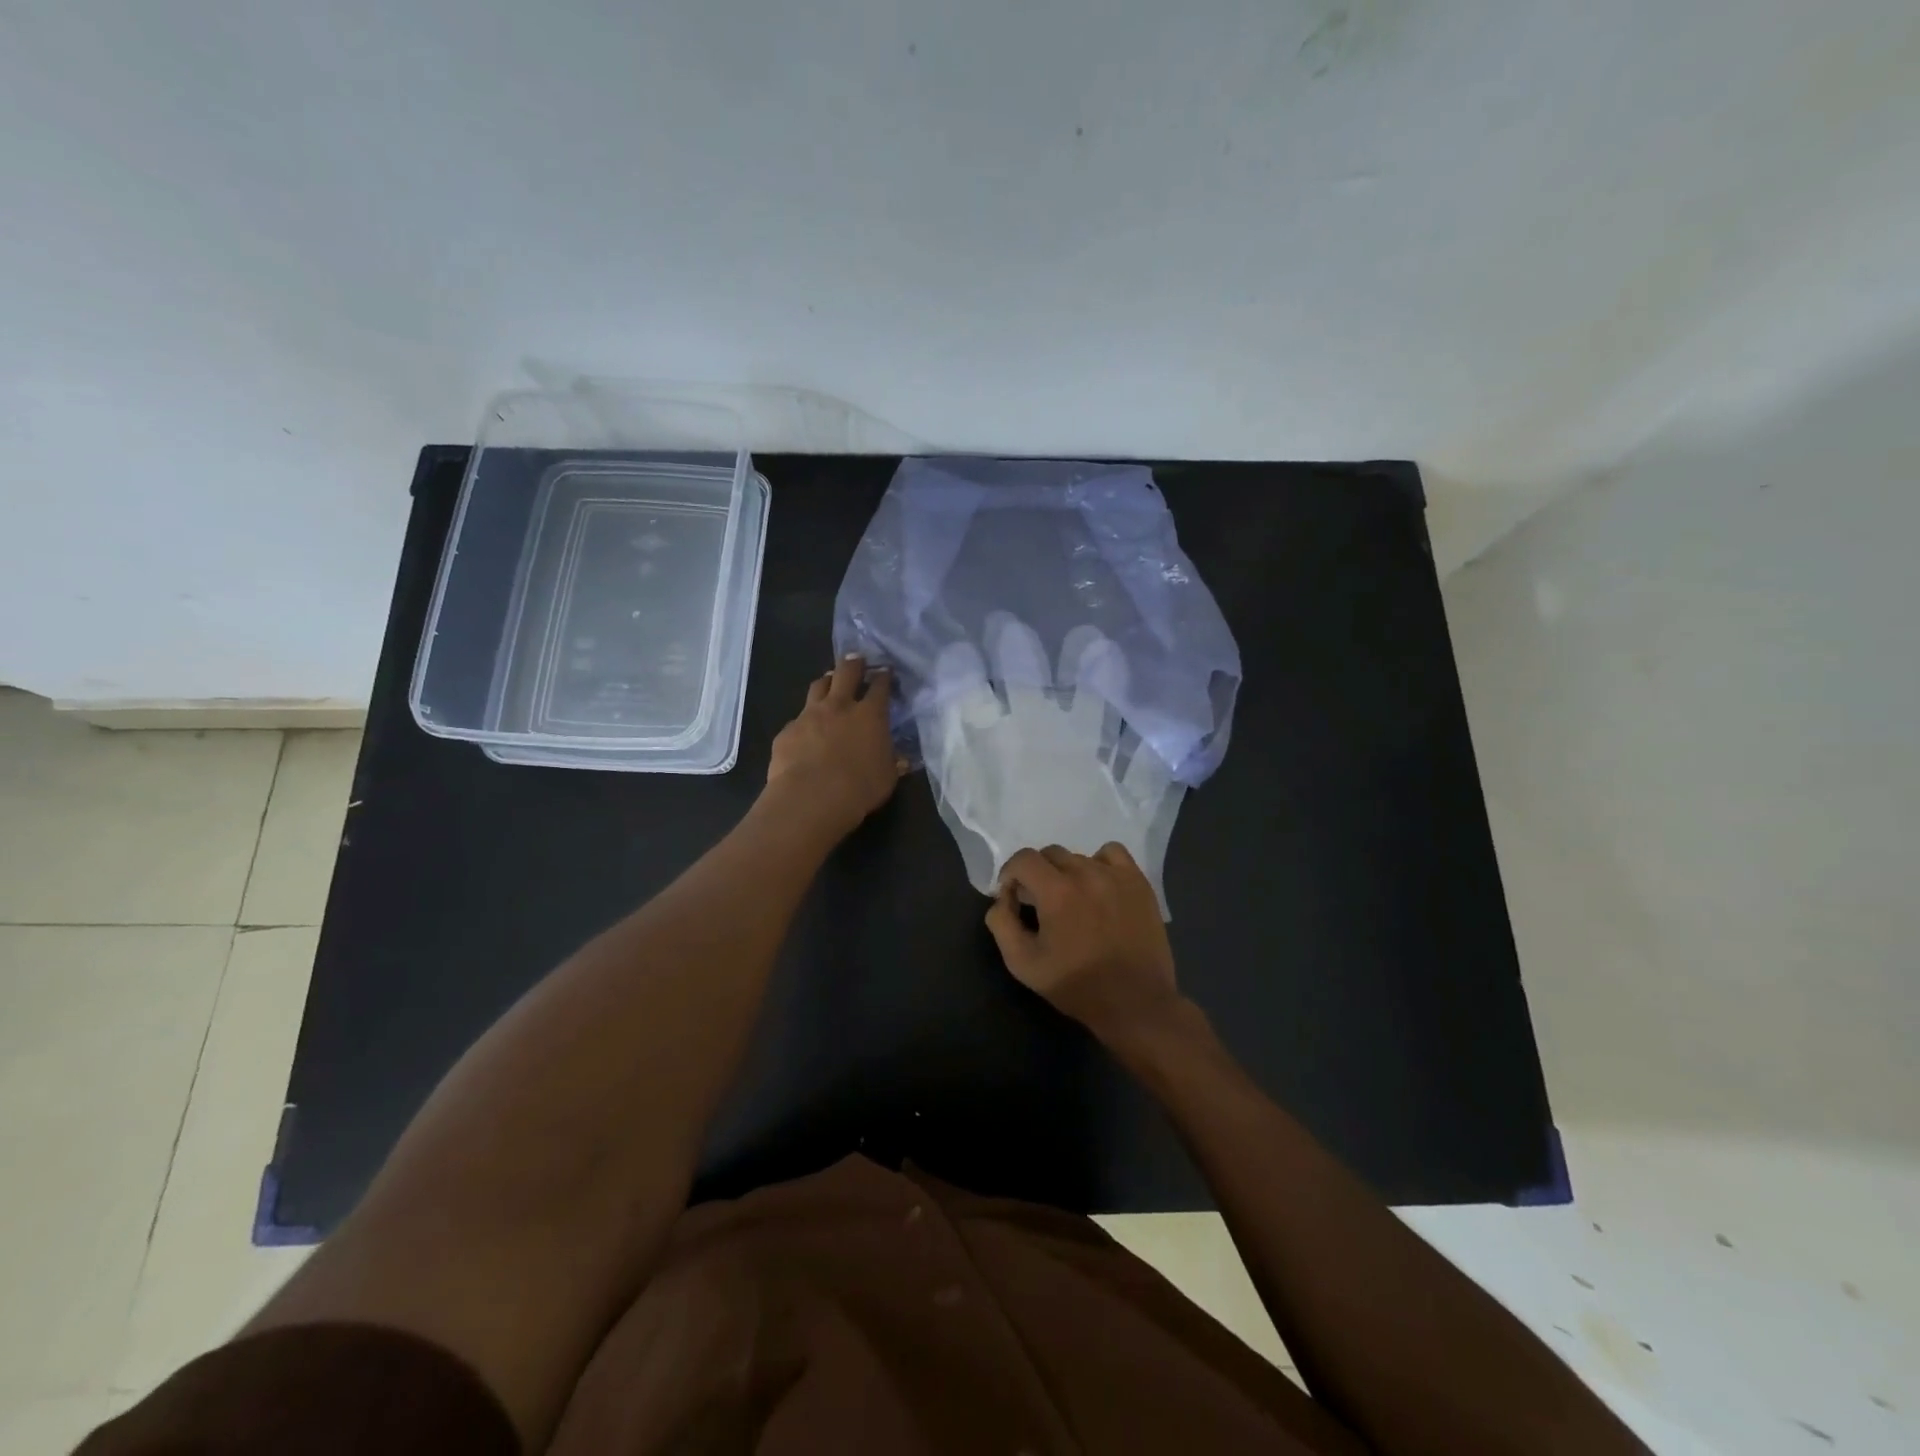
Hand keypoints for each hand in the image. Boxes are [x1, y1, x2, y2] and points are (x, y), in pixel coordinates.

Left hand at [765, 654, 907, 839]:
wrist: (810, 798)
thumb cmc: (858, 789)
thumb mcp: (887, 778)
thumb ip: (892, 763)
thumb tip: (899, 759)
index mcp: (870, 715)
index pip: (880, 686)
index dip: (884, 677)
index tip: (886, 672)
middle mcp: (839, 706)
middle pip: (846, 672)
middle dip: (854, 663)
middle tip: (857, 659)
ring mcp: (809, 715)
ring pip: (818, 686)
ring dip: (826, 681)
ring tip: (829, 682)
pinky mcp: (787, 731)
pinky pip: (798, 718)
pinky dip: (805, 720)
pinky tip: (806, 730)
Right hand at [985, 843, 1182, 1041]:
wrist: (1135, 1003)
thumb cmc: (1076, 986)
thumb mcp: (1023, 963)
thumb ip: (1002, 923)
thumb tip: (1002, 898)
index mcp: (1056, 891)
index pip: (1023, 859)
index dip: (1010, 873)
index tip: (1012, 895)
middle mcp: (1086, 873)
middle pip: (1050, 854)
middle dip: (1037, 874)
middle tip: (1040, 902)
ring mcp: (1116, 875)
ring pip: (1079, 856)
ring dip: (1067, 872)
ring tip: (1072, 900)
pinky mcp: (1139, 883)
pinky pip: (1113, 854)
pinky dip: (1100, 863)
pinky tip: (1099, 886)